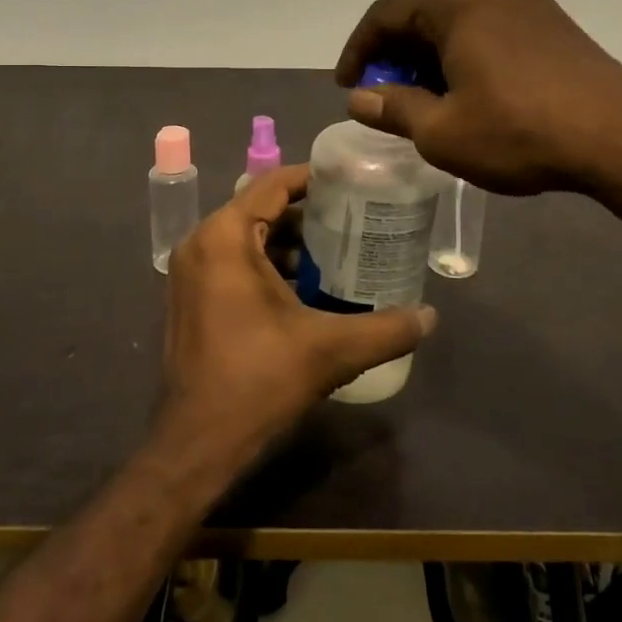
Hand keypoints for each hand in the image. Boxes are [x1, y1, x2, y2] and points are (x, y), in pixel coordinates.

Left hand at [156, 165, 435, 461]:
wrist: (198, 442)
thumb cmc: (259, 380)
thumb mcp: (330, 349)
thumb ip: (386, 329)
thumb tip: (430, 315)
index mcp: (225, 237)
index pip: (273, 184)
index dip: (314, 179)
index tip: (352, 182)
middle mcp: (201, 243)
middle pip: (260, 208)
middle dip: (307, 214)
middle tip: (354, 220)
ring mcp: (190, 272)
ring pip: (247, 237)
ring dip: (289, 243)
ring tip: (338, 253)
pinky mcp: (190, 297)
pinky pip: (233, 261)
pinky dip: (267, 265)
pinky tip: (306, 288)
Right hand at [334, 0, 621, 194]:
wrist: (620, 139)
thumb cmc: (519, 132)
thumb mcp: (442, 131)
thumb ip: (393, 108)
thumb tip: (360, 98)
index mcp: (457, 2)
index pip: (386, 13)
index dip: (358, 49)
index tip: (347, 85)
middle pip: (423, 12)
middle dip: (395, 54)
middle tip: (384, 95)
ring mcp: (528, 0)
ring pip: (458, 20)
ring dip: (431, 55)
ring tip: (424, 97)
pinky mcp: (553, 20)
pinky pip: (490, 27)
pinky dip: (465, 52)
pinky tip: (468, 89)